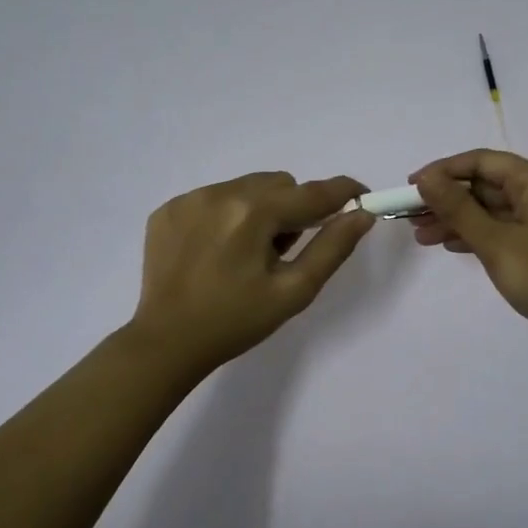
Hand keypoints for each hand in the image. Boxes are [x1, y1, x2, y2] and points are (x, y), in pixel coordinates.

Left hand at [129, 171, 375, 373]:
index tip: (361, 197)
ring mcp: (189, 198)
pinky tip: (217, 251)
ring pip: (247, 187)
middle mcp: (220, 193)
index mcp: (253, 213)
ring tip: (247, 253)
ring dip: (260, 209)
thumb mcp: (293, 291)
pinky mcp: (168, 209)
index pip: (312, 192)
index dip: (343, 192)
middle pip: (279, 184)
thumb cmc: (236, 322)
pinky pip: (214, 197)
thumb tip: (361, 214)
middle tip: (284, 251)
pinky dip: (227, 215)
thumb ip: (332, 248)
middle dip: (293, 209)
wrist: (166, 343)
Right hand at [410, 150, 527, 354]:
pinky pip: (503, 227)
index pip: (481, 161)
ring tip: (421, 237)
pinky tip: (451, 246)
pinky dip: (477, 234)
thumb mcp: (496, 242)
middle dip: (446, 199)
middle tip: (409, 218)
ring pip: (491, 208)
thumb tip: (425, 178)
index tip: (410, 188)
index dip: (443, 171)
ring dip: (457, 219)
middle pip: (485, 184)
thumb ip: (458, 209)